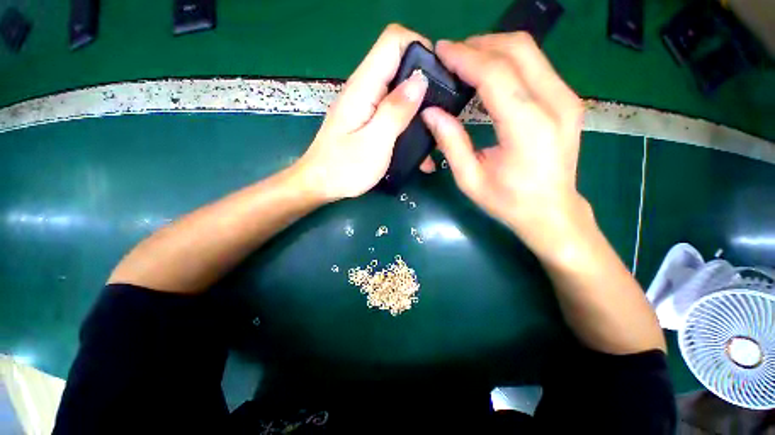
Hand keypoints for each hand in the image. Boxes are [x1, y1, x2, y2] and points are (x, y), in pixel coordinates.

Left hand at [294, 24, 430, 201]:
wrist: (320, 184)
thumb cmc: (345, 168)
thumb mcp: (375, 142)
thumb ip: (396, 111)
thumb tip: (420, 80)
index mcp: (364, 87)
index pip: (393, 41)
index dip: (420, 48)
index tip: (438, 76)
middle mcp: (364, 89)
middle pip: (399, 64)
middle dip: (424, 82)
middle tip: (441, 110)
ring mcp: (365, 105)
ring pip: (398, 91)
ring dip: (418, 107)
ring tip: (434, 130)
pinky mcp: (367, 120)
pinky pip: (392, 112)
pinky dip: (407, 122)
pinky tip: (417, 144)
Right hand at [420, 33, 588, 256]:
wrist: (552, 211)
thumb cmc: (508, 201)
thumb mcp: (470, 179)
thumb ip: (451, 143)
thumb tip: (431, 112)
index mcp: (527, 128)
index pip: (495, 74)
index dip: (465, 57)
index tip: (441, 51)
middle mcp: (555, 104)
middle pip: (517, 50)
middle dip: (479, 45)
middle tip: (451, 56)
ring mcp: (567, 98)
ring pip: (529, 51)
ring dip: (493, 49)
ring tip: (465, 62)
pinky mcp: (568, 99)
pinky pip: (536, 65)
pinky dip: (508, 60)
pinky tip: (488, 73)